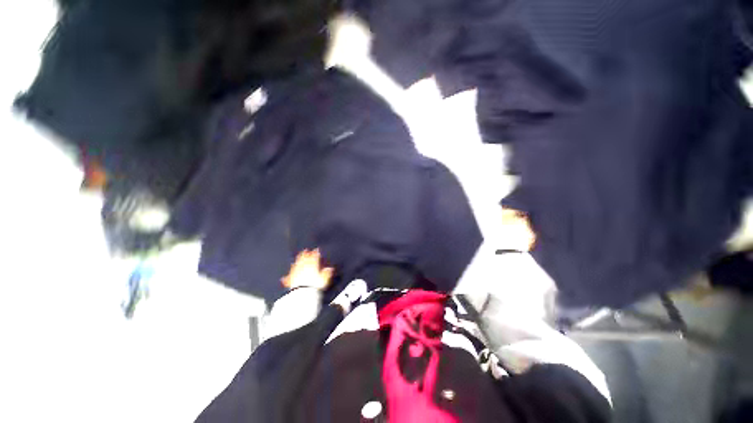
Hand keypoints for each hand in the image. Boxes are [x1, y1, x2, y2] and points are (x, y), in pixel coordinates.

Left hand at [280, 249, 333, 290]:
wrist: (303, 293)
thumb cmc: (315, 284)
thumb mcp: (324, 279)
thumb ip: (327, 273)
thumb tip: (330, 268)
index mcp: (312, 265)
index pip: (314, 257)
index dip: (316, 253)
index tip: (316, 250)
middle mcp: (303, 267)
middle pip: (304, 258)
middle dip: (304, 254)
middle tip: (305, 250)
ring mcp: (296, 272)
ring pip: (296, 264)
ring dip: (297, 260)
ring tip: (298, 257)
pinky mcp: (291, 279)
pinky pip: (289, 276)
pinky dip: (288, 275)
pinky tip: (286, 275)